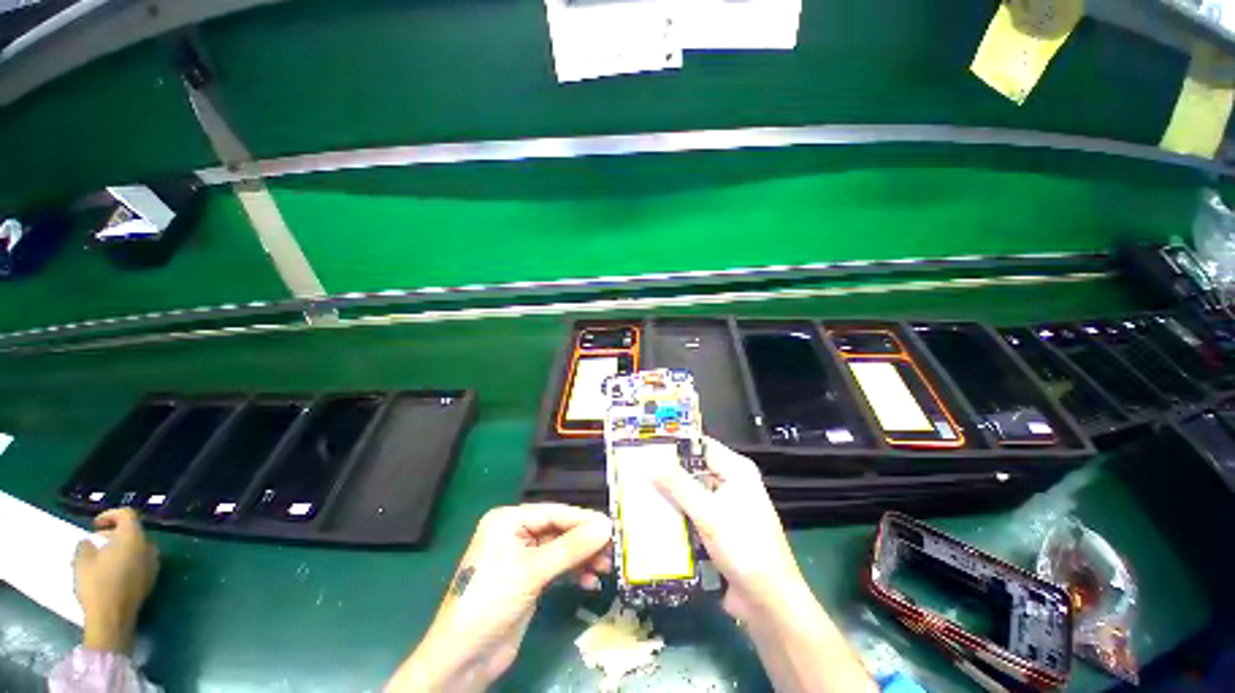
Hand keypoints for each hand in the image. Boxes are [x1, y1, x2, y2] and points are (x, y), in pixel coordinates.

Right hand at [73, 508, 159, 652]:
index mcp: (133, 538)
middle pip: (133, 531)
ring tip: (101, 556)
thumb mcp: (82, 560)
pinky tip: (112, 570)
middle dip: (114, 533)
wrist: (113, 617)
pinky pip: (140, 561)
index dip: (111, 515)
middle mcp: (148, 547)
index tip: (95, 524)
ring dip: (120, 547)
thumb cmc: (96, 585)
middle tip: (96, 541)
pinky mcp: (151, 579)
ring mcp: (152, 563)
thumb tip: (89, 541)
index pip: (127, 515)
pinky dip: (127, 560)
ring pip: (137, 547)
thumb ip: (86, 546)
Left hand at [388, 503, 612, 692]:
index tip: (611, 526)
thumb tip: (606, 526)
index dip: (583, 519)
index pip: (553, 513)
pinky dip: (573, 572)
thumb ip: (571, 548)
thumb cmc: (490, 602)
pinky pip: (557, 567)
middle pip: (558, 530)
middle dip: (584, 541)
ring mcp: (522, 556)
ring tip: (605, 567)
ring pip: (560, 549)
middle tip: (612, 549)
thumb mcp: (532, 572)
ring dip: (582, 558)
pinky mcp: (528, 579)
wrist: (463, 659)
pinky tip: (589, 581)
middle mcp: (515, 533)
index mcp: (508, 520)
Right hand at [653, 437, 805, 621]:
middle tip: (636, 466)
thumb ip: (678, 485)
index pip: (701, 446)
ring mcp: (725, 506)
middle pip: (695, 468)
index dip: (675, 443)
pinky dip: (676, 512)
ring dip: (670, 492)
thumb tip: (650, 462)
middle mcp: (732, 483)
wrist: (769, 602)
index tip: (646, 443)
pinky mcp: (719, 527)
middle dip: (668, 470)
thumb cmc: (744, 548)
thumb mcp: (708, 513)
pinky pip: (692, 511)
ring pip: (691, 491)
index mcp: (736, 470)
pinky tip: (652, 513)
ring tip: (638, 486)